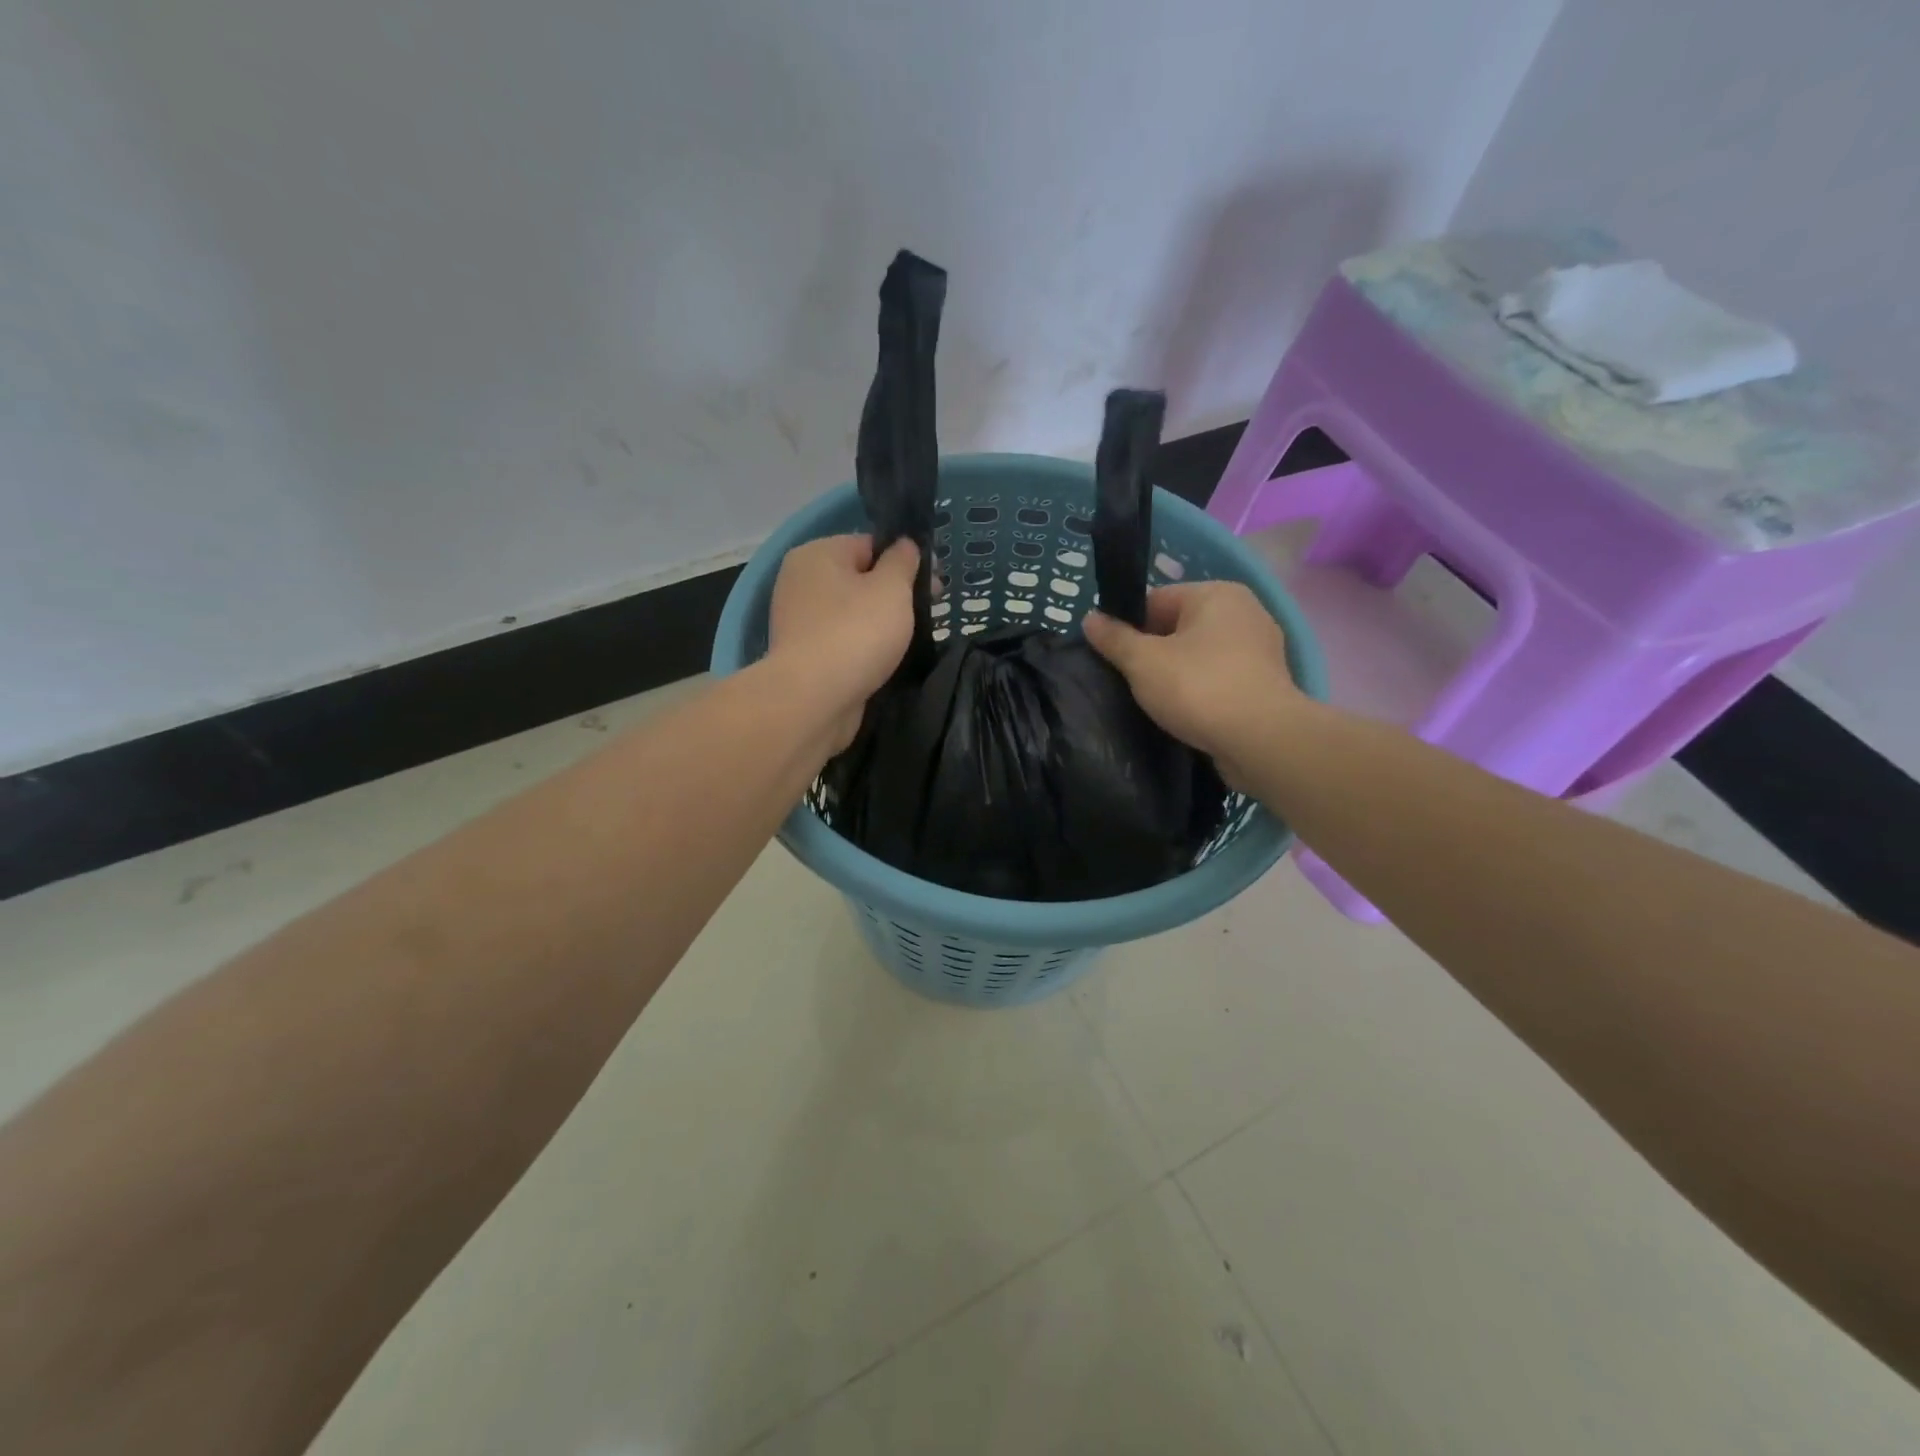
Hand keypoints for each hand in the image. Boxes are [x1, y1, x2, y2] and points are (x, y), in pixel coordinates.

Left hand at [768, 533, 919, 751]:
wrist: (815, 699)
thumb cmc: (856, 633)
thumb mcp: (892, 588)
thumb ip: (903, 561)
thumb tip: (904, 545)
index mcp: (817, 554)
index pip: (869, 545)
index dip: (904, 561)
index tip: (933, 585)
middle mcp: (800, 581)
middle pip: (859, 579)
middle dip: (894, 595)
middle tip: (926, 615)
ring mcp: (799, 621)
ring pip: (852, 613)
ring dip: (879, 624)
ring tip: (908, 641)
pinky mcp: (804, 656)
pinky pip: (842, 641)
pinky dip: (863, 648)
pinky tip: (883, 661)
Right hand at [1083, 582, 1305, 786]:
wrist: (1261, 741)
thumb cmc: (1199, 688)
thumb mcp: (1143, 661)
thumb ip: (1114, 638)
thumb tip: (1089, 618)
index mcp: (1216, 594)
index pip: (1156, 600)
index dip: (1128, 627)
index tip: (1112, 657)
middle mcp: (1244, 612)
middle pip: (1178, 627)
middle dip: (1152, 652)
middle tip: (1128, 682)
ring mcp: (1259, 650)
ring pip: (1199, 656)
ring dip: (1176, 675)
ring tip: (1152, 702)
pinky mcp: (1265, 684)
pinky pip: (1219, 680)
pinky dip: (1200, 693)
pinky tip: (1183, 714)